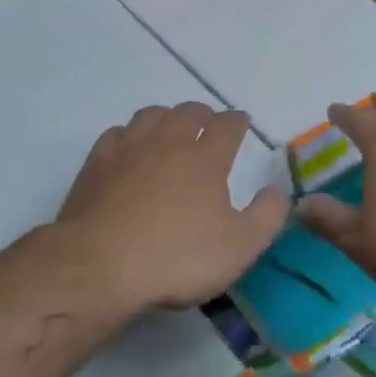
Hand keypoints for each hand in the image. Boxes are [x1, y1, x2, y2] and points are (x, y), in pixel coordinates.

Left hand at [56, 102, 290, 311]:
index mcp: (206, 157)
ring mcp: (129, 149)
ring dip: (166, 117)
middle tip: (207, 124)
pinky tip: (129, 148)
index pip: (227, 125)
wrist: (100, 265)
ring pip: (151, 115)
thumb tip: (277, 190)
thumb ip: (267, 216)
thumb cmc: (176, 257)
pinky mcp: (97, 163)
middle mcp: (169, 142)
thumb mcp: (239, 247)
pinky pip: (117, 133)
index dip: (237, 121)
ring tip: (170, 129)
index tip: (241, 123)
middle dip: (203, 113)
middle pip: (188, 111)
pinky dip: (129, 135)